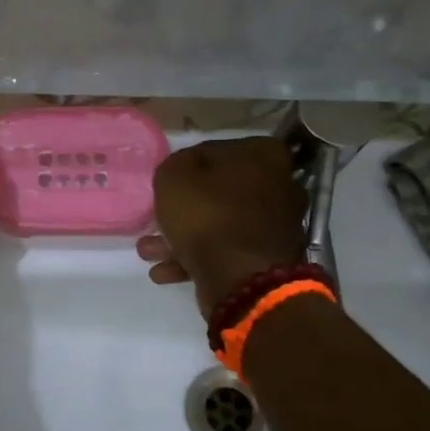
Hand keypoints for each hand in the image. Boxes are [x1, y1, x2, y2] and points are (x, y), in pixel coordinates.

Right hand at [137, 136, 307, 317]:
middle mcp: (279, 185)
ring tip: (150, 252)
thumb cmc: (208, 216)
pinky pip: (227, 252)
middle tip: (154, 222)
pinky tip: (165, 272)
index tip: (165, 186)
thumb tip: (183, 170)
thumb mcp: (174, 177)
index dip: (185, 168)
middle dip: (183, 210)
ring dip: (182, 238)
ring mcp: (277, 226)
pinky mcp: (268, 260)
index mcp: (264, 155)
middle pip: (219, 192)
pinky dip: (197, 260)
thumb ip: (175, 165)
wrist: (242, 279)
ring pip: (220, 225)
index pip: (214, 151)